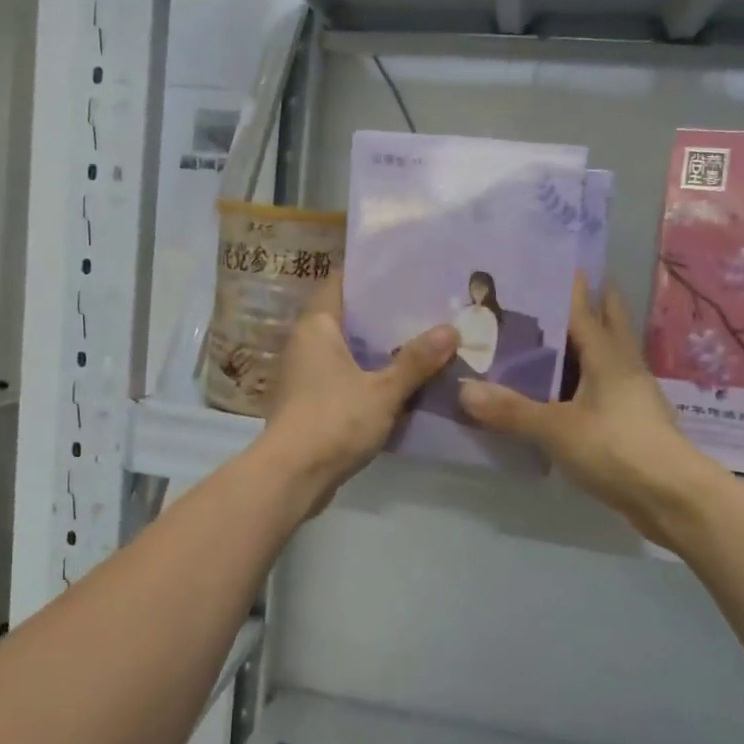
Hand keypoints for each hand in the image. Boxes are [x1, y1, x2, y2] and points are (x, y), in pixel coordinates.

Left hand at [261, 280, 458, 508]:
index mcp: (316, 326)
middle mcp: (305, 343)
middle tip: (424, 304)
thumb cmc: (333, 420)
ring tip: (420, 337)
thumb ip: (416, 361)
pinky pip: (345, 376)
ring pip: (347, 349)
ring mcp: (306, 374)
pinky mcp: (311, 401)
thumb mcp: (383, 390)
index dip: (370, 274)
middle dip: (382, 313)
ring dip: (377, 347)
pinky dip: (369, 374)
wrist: (292, 476)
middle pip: (347, 316)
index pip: (340, 283)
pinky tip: (400, 378)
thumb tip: (451, 329)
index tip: (404, 268)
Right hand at [459, 276, 713, 540]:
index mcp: (608, 355)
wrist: (672, 498)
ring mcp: (631, 395)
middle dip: (589, 306)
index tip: (553, 263)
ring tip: (548, 338)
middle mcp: (623, 366)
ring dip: (584, 344)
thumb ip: (510, 409)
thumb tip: (463, 390)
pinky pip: (602, 387)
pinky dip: (583, 379)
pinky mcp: (631, 421)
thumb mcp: (556, 428)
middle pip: (607, 324)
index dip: (571, 286)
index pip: (586, 309)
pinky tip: (562, 390)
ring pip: (606, 357)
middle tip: (553, 293)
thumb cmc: (616, 448)